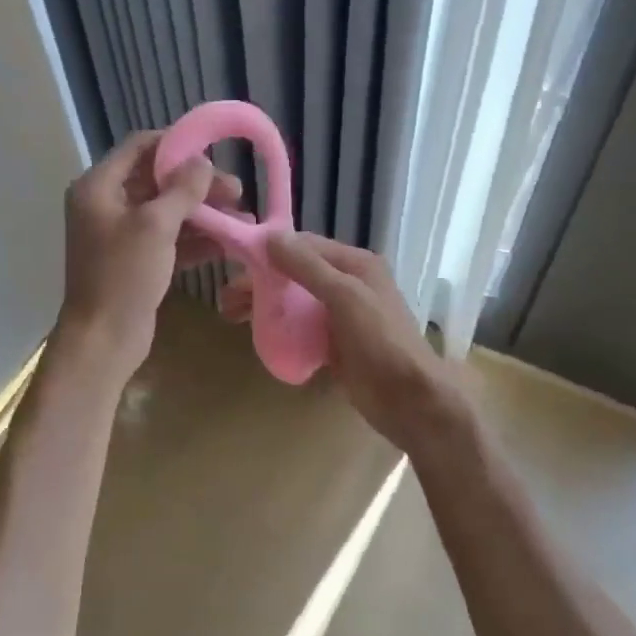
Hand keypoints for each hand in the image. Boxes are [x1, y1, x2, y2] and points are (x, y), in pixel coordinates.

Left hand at [57, 130, 242, 376]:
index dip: (176, 144)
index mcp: (98, 187)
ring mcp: (120, 235)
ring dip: (203, 213)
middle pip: (157, 181)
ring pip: (167, 212)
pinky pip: (168, 239)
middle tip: (237, 192)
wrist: (103, 339)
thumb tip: (202, 162)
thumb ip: (182, 189)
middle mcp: (106, 205)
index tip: (213, 151)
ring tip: (242, 218)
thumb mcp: (156, 225)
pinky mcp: (135, 261)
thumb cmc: (124, 275)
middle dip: (197, 185)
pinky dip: (195, 239)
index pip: (139, 147)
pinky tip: (228, 242)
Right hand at [223, 231, 466, 454]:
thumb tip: (271, 236)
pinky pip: (300, 328)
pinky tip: (258, 336)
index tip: (236, 260)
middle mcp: (347, 284)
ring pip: (294, 302)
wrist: (408, 399)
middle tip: (227, 299)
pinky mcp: (334, 344)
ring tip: (232, 317)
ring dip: (265, 305)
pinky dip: (279, 328)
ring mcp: (340, 316)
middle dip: (261, 282)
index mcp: (354, 265)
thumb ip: (308, 266)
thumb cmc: (379, 340)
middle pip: (295, 274)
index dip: (270, 250)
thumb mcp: (344, 296)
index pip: (304, 245)